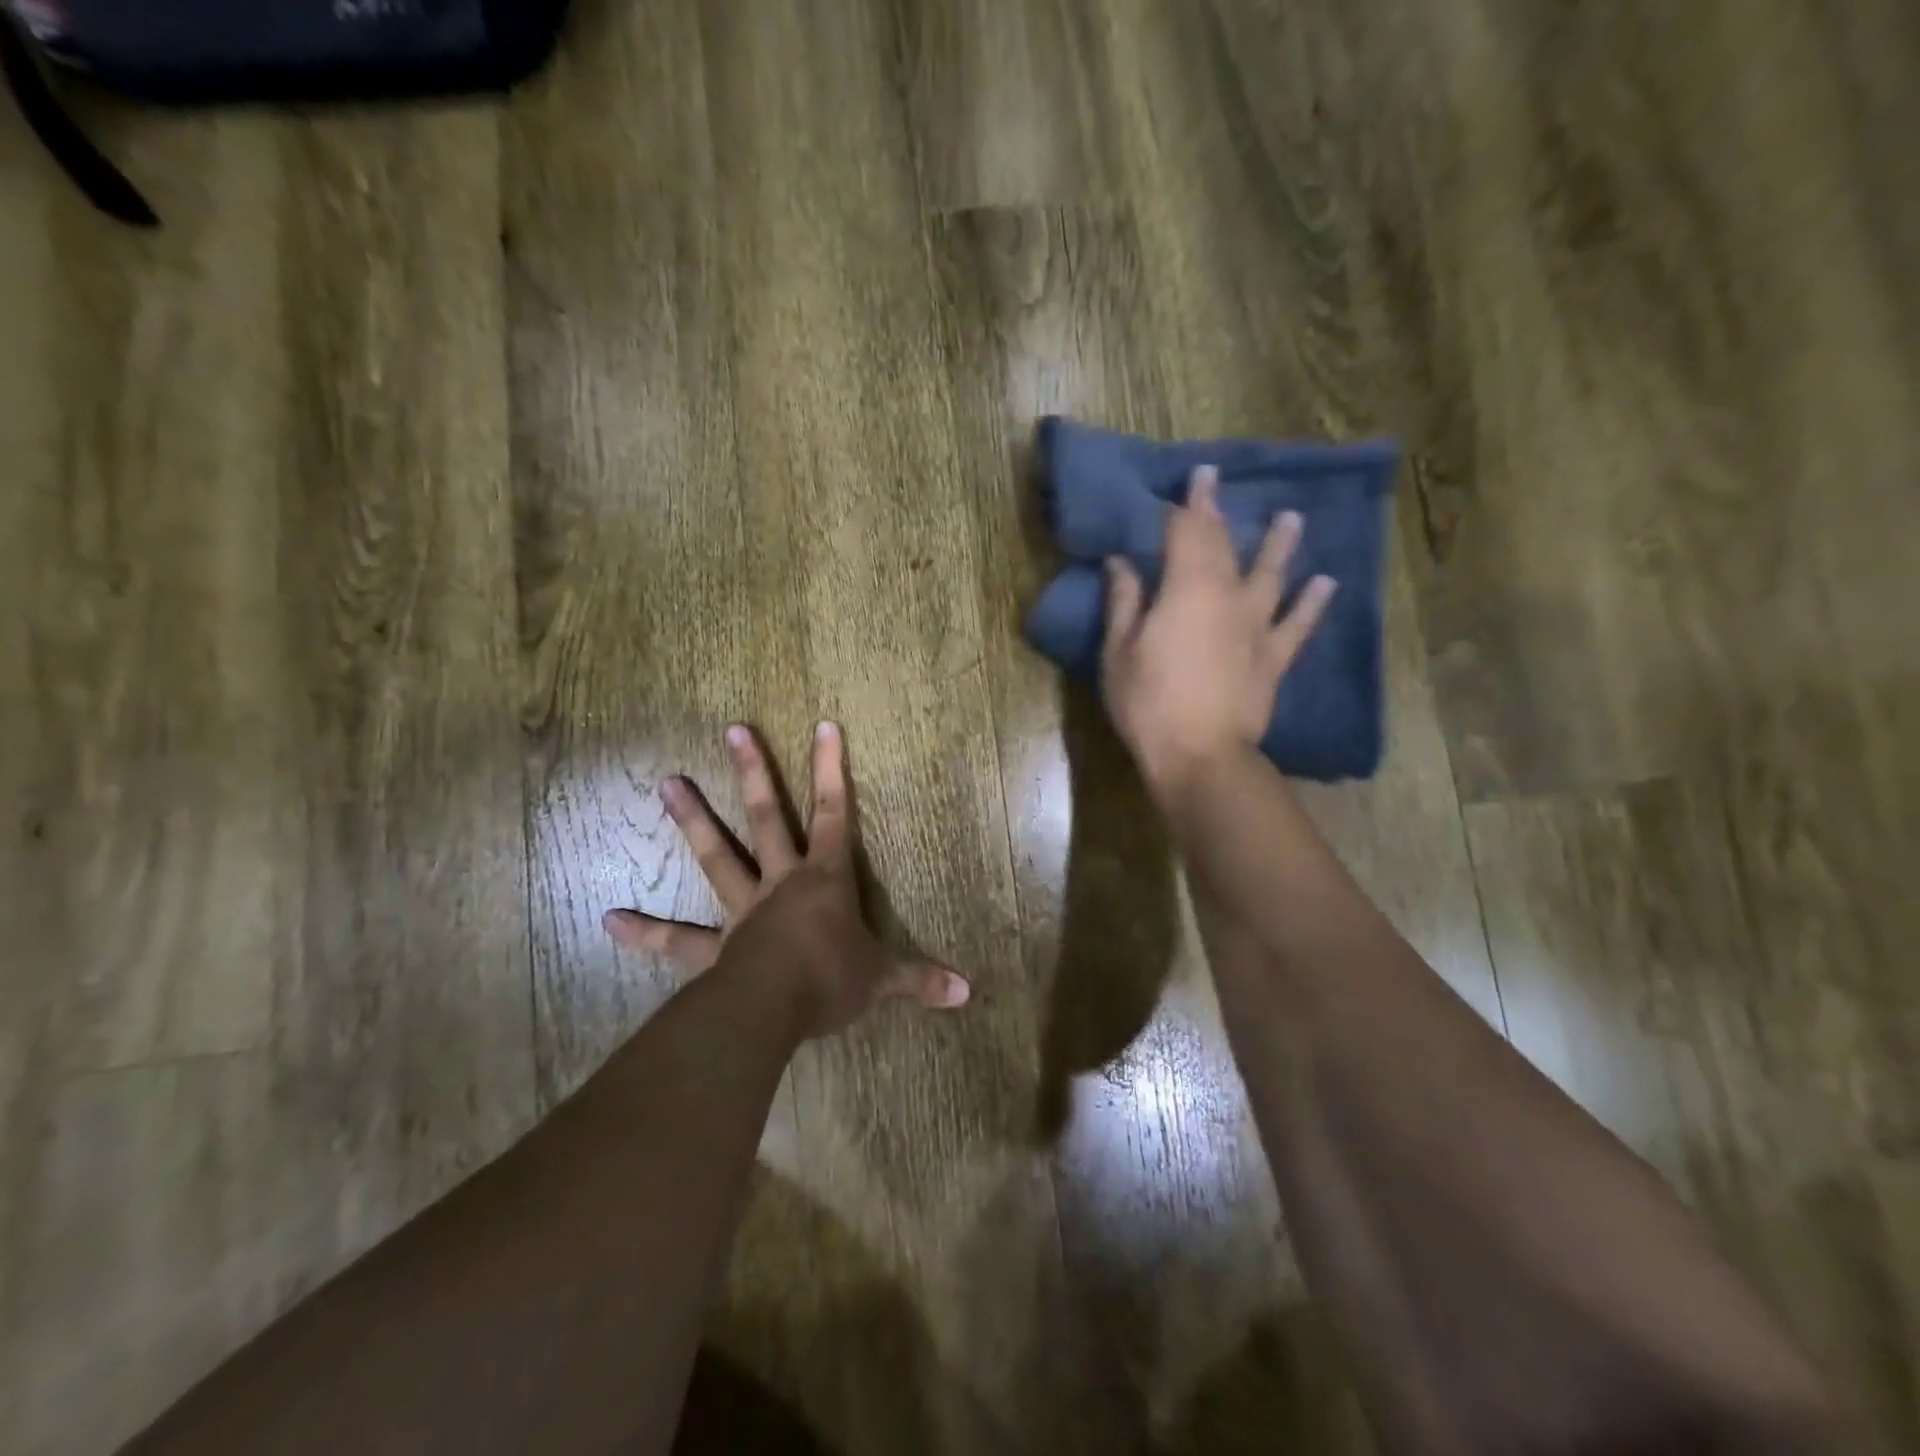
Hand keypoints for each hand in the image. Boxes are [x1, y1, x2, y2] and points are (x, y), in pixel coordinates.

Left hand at [603, 721, 970, 1039]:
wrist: (775, 1011)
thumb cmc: (832, 981)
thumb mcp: (884, 978)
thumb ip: (922, 980)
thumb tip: (968, 993)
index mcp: (825, 879)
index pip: (835, 813)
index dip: (831, 769)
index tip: (822, 724)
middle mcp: (781, 882)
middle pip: (767, 817)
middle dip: (754, 771)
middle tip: (732, 729)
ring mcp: (743, 910)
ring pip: (717, 856)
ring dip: (693, 821)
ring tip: (667, 783)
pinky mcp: (715, 948)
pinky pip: (677, 940)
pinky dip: (645, 932)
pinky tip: (610, 920)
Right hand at [1102, 465, 1335, 796]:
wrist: (1200, 755)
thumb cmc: (1147, 703)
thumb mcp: (1119, 652)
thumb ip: (1124, 602)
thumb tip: (1121, 562)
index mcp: (1185, 590)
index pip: (1186, 533)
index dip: (1188, 504)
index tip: (1195, 477)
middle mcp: (1227, 597)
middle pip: (1224, 546)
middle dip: (1219, 513)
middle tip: (1220, 484)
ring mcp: (1256, 627)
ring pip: (1271, 575)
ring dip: (1279, 545)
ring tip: (1291, 518)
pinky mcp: (1274, 658)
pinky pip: (1298, 625)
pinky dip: (1312, 602)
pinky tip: (1326, 583)